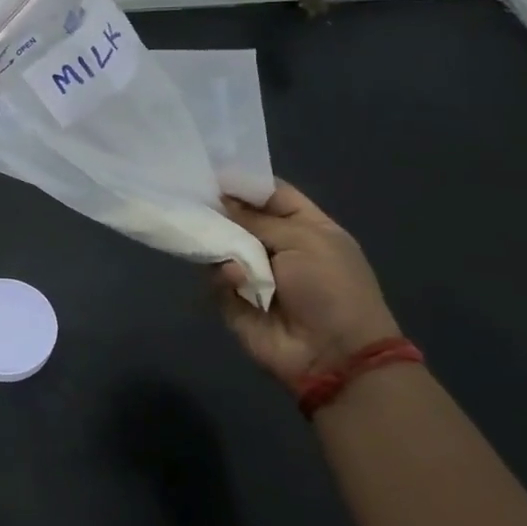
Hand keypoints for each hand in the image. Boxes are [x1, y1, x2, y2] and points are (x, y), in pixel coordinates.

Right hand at [214, 183, 400, 390]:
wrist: (334, 355)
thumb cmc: (331, 287)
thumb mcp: (302, 240)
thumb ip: (256, 220)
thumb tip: (220, 201)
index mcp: (306, 227)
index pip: (271, 195)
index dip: (245, 183)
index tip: (211, 171)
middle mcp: (278, 247)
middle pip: (240, 219)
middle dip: (219, 209)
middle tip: (192, 197)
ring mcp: (254, 275)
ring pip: (222, 246)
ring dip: (218, 242)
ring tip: (211, 237)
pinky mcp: (235, 301)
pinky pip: (217, 278)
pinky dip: (223, 276)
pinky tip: (234, 279)